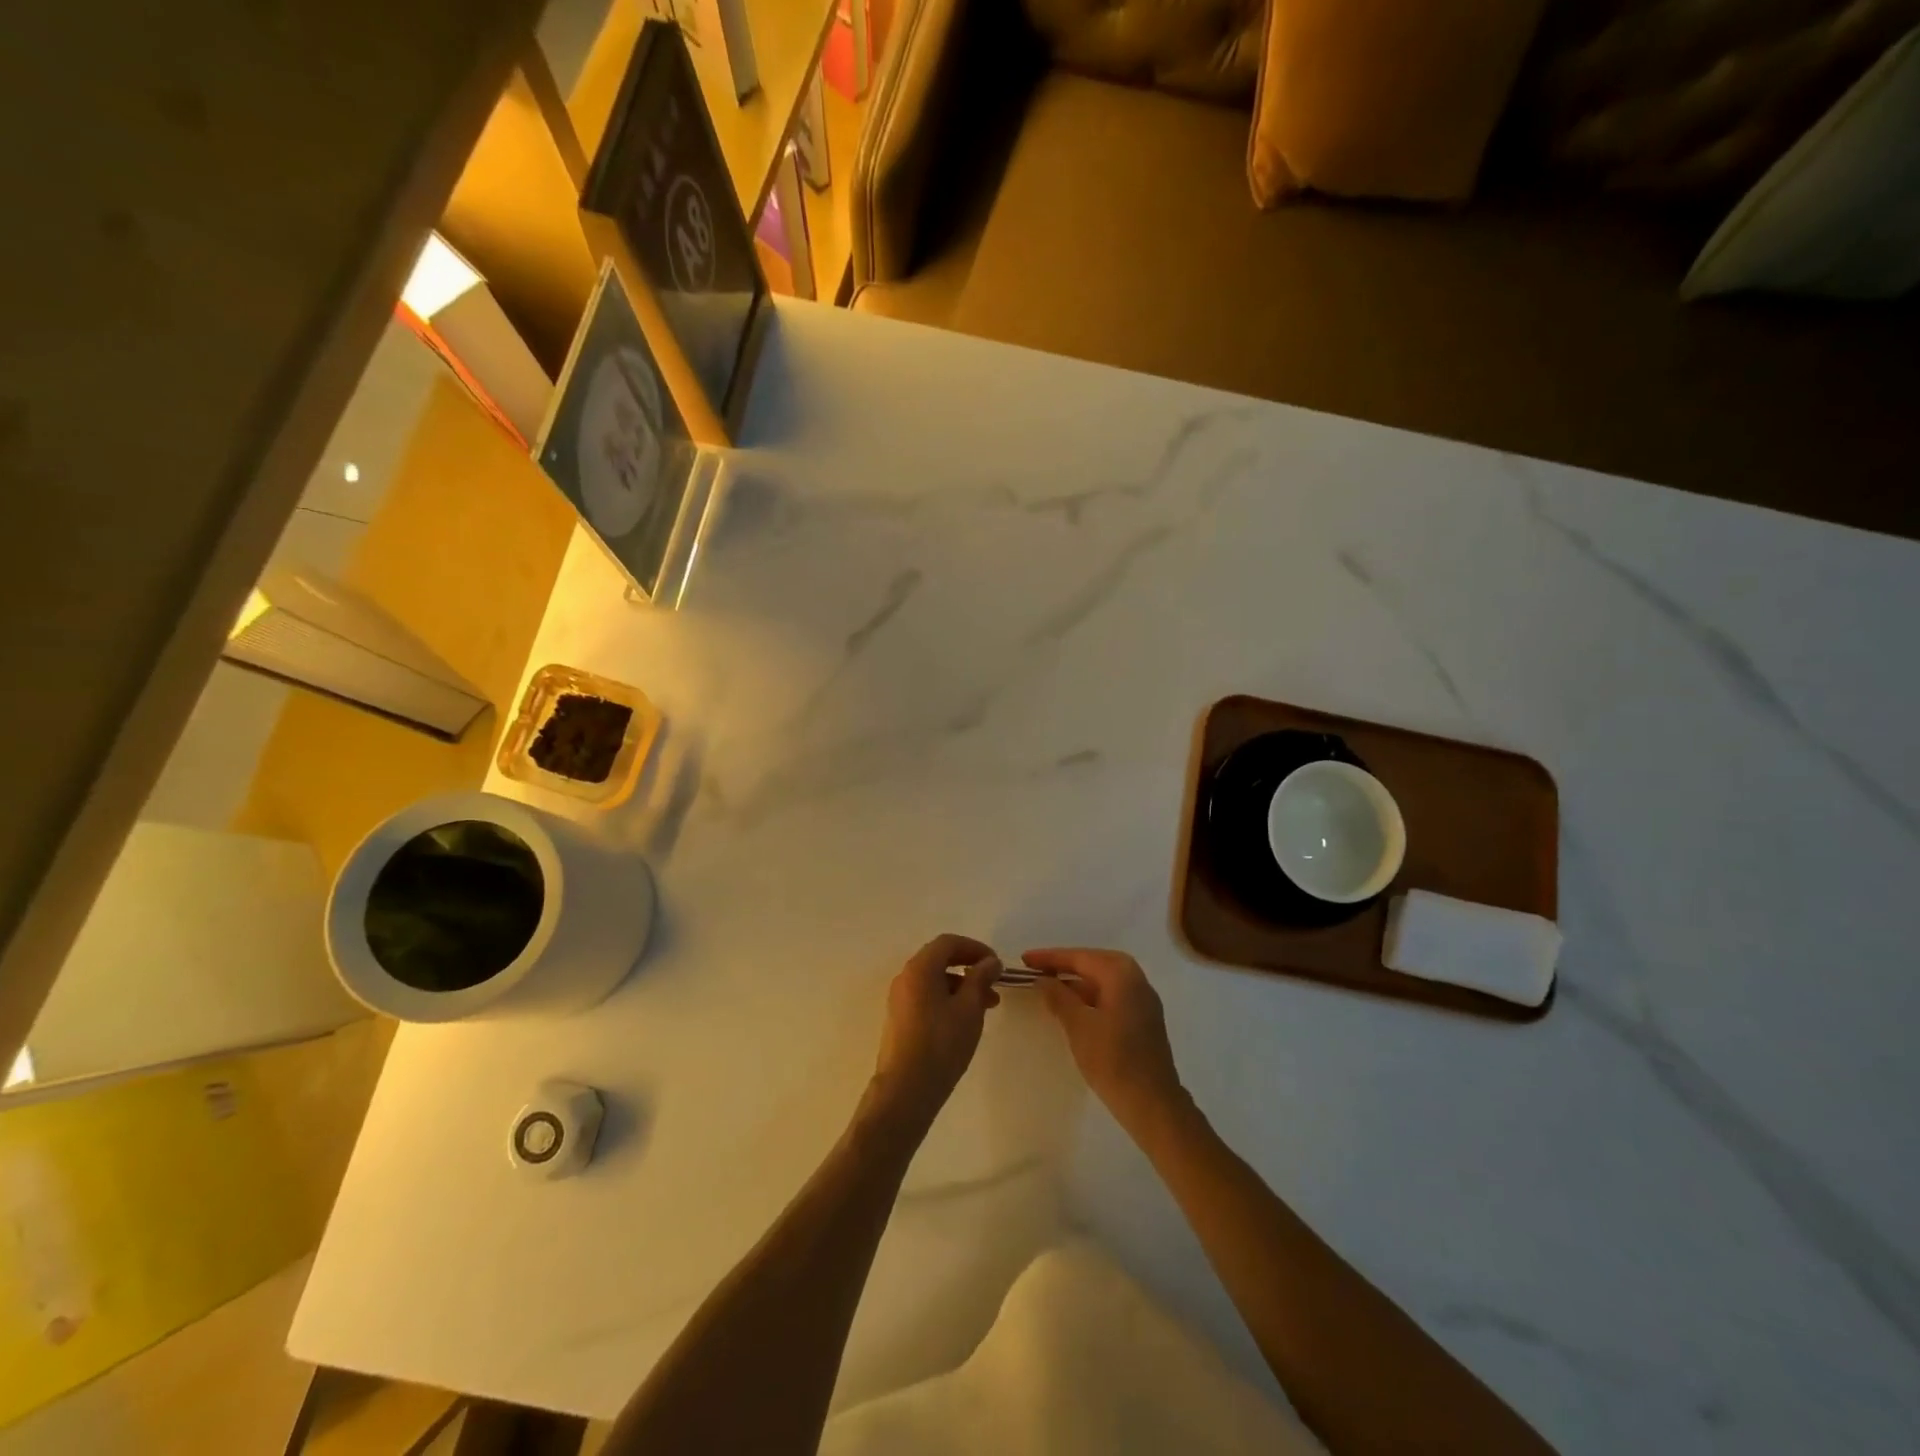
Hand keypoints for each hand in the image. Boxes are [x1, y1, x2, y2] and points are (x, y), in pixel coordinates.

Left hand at [867, 934, 1001, 1137]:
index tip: (996, 965)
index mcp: (920, 968)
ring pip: (935, 980)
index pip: (949, 943)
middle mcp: (906, 977)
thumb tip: (990, 962)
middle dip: (970, 968)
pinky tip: (965, 1021)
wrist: (905, 1090)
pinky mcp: (900, 1019)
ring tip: (987, 1007)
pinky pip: (927, 997)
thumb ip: (980, 979)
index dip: (976, 949)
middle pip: (940, 959)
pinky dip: (948, 999)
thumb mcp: (969, 1009)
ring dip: (962, 986)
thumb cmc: (941, 1044)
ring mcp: (899, 998)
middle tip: (994, 985)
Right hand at [1028, 947, 1184, 1134]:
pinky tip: (1072, 1008)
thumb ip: (1059, 997)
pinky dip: (1089, 996)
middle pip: (1093, 963)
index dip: (1049, 958)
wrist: (1152, 1104)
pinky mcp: (1143, 1019)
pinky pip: (1111, 996)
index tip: (1024, 959)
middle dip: (1064, 965)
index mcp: (1121, 974)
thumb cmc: (1113, 1059)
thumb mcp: (1078, 1025)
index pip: (1080, 957)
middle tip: (1035, 969)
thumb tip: (1043, 980)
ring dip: (1076, 982)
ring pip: (1103, 980)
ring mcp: (1142, 1000)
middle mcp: (1136, 979)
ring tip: (1048, 987)